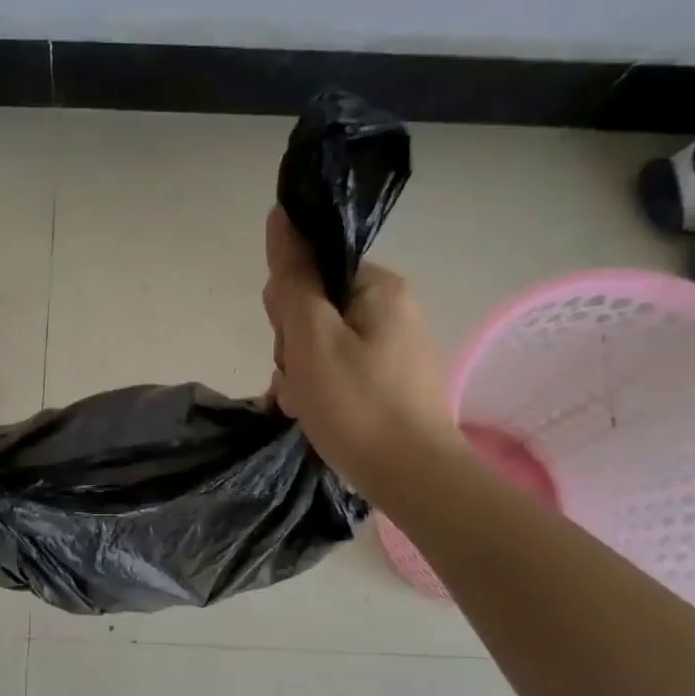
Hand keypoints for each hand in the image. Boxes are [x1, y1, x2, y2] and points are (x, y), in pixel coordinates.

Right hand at [261, 206, 458, 489]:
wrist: (413, 478)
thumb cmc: (358, 405)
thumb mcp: (312, 339)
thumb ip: (294, 279)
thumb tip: (281, 217)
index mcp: (379, 288)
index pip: (312, 272)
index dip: (288, 308)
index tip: (290, 345)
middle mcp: (392, 310)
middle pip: (315, 310)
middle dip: (293, 347)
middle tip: (299, 382)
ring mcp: (393, 349)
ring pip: (322, 346)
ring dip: (301, 375)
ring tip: (306, 407)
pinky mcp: (390, 383)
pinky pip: (340, 372)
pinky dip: (321, 392)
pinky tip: (315, 416)